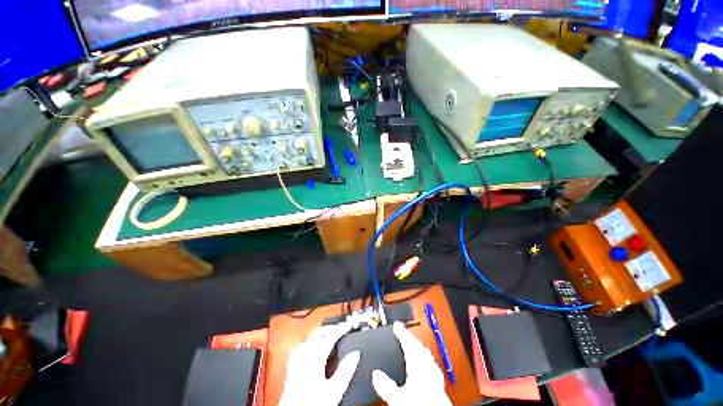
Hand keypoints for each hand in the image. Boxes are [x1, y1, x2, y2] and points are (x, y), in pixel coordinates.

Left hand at [279, 322, 359, 405]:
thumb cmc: (313, 404)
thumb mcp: (334, 390)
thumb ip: (345, 371)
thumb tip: (355, 354)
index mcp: (315, 358)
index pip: (330, 336)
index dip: (341, 329)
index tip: (349, 326)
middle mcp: (304, 356)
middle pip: (317, 333)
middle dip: (330, 328)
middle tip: (340, 329)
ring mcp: (296, 361)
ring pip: (308, 338)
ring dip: (319, 334)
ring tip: (328, 334)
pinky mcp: (290, 369)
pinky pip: (299, 348)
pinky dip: (308, 343)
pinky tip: (310, 346)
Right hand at [372, 322, 451, 405]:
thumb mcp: (398, 398)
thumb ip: (386, 385)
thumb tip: (376, 375)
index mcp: (418, 365)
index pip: (409, 343)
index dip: (402, 332)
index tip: (396, 325)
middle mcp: (429, 368)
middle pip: (419, 347)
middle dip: (411, 338)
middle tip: (403, 333)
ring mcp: (436, 376)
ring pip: (427, 356)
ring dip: (419, 349)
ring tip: (412, 346)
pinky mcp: (441, 386)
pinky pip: (432, 367)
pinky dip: (426, 362)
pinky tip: (424, 368)